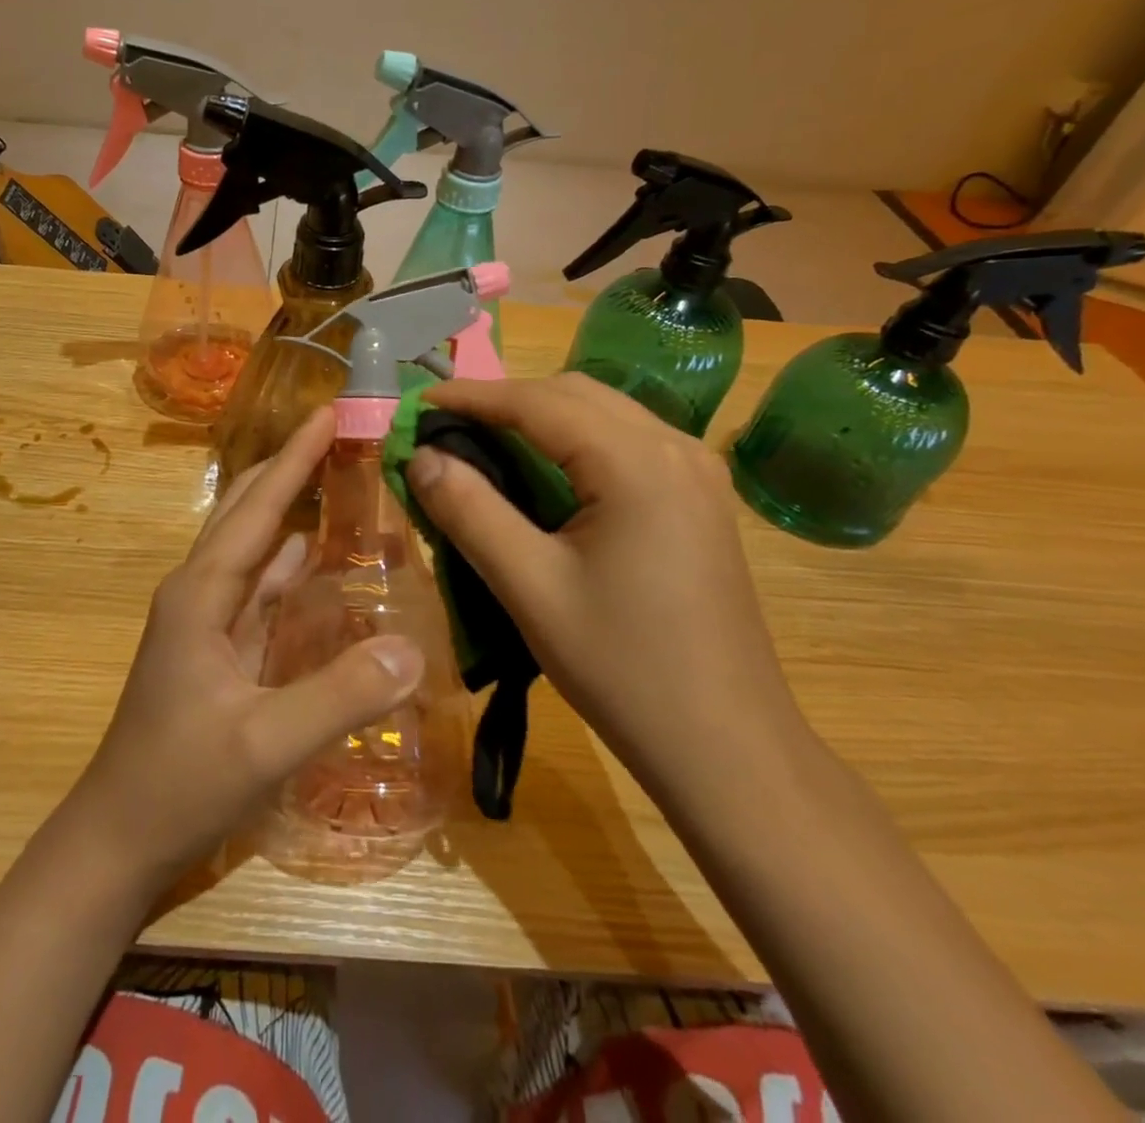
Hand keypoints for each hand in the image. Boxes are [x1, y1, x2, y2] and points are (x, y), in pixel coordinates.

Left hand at [66, 407, 424, 886]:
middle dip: (291, 469)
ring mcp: (207, 621)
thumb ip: (338, 695)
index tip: (329, 411)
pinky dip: (292, 566)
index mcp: (201, 593)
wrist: (118, 839)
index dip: (295, 458)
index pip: (256, 507)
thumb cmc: (179, 783)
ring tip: (342, 484)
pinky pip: (262, 591)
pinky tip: (322, 561)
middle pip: (248, 512)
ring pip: (254, 548)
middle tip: (343, 438)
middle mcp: (201, 592)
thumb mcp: (264, 744)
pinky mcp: (219, 650)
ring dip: (292, 512)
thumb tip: (411, 648)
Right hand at [407, 373, 803, 796]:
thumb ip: (469, 511)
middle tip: (445, 429)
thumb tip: (420, 456)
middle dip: (504, 401)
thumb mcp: (529, 588)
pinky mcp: (701, 501)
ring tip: (484, 445)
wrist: (728, 749)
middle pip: (574, 394)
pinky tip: (547, 476)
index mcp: (636, 463)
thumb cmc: (623, 668)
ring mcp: (697, 473)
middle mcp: (675, 449)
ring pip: (603, 414)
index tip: (416, 404)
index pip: (537, 401)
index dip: (470, 396)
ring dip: (540, 418)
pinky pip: (627, 443)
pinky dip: (574, 442)